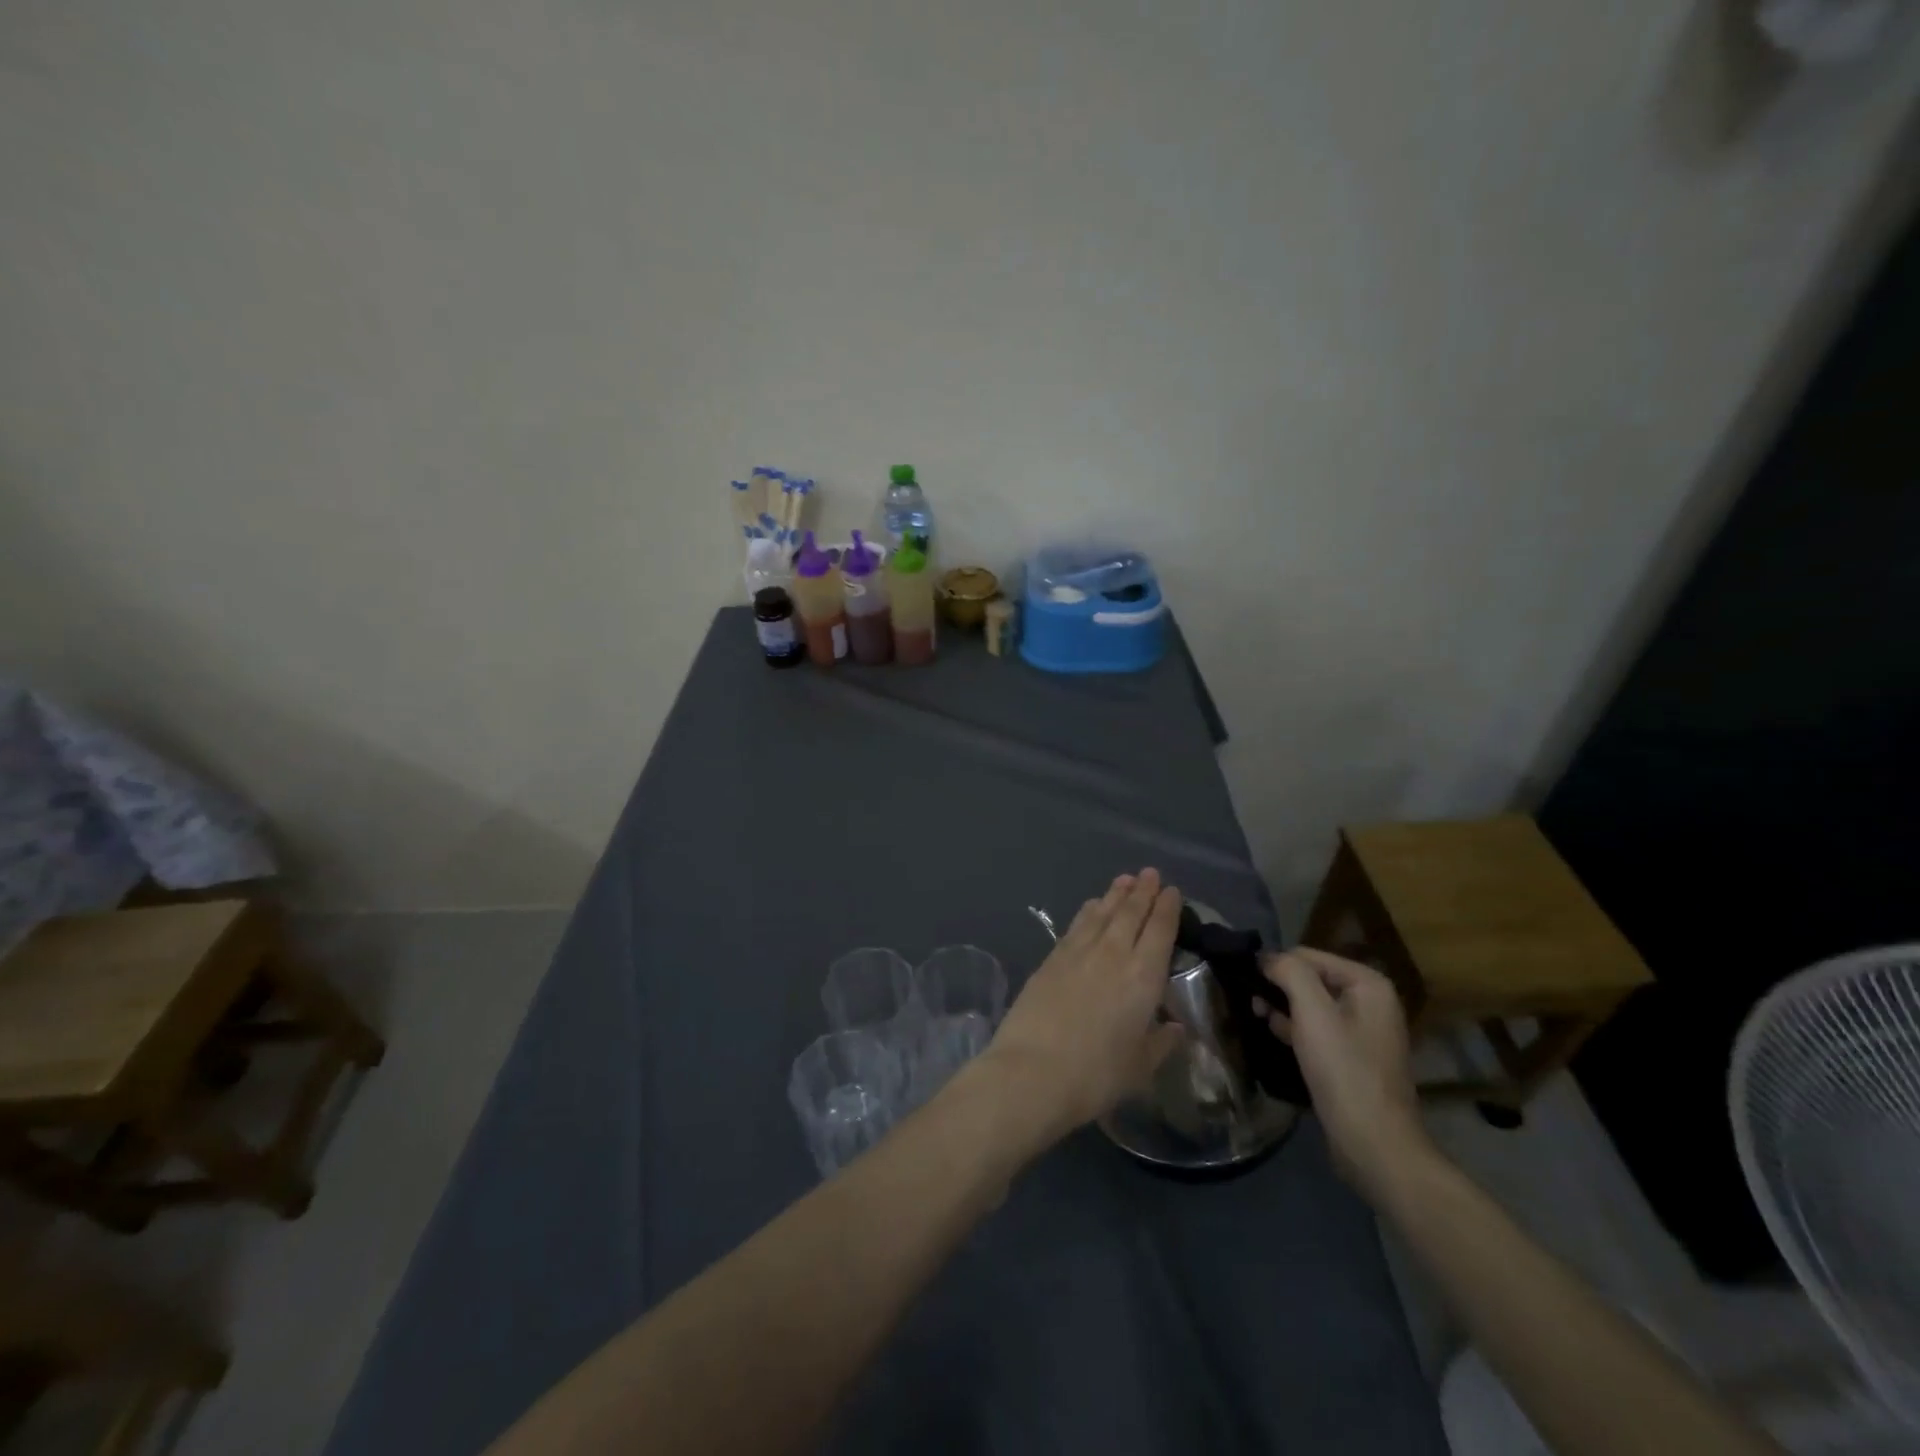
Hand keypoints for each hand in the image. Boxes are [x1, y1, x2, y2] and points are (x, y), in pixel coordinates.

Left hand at [981, 869, 1184, 1145]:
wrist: (1032, 1071)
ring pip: (1102, 912)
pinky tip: (1091, 906)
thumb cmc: (1096, 1075)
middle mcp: (1112, 953)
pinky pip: (1076, 924)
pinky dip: (1088, 911)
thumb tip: (1175, 1027)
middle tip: (1150, 873)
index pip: (1159, 931)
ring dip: (1115, 894)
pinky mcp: (1051, 958)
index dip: (1167, 908)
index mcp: (1143, 976)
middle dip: (1142, 891)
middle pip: (1130, 913)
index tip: (1172, 891)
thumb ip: (1160, 1043)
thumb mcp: (1139, 1067)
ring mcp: (1078, 952)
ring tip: (1124, 879)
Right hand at [1252, 948, 1432, 1200]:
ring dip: (1282, 1008)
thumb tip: (1266, 958)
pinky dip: (1295, 1029)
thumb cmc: (1344, 1070)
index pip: (1307, 955)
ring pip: (1311, 1005)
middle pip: (1310, 978)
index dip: (1275, 965)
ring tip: (1256, 1017)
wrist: (1374, 1144)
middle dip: (1278, 987)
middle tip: (1250, 1003)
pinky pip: (1317, 1029)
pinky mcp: (1352, 1057)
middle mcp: (1370, 1001)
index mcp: (1368, 984)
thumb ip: (1289, 973)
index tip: (1245, 982)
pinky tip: (1274, 1036)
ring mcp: (1363, 1031)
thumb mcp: (1313, 1013)